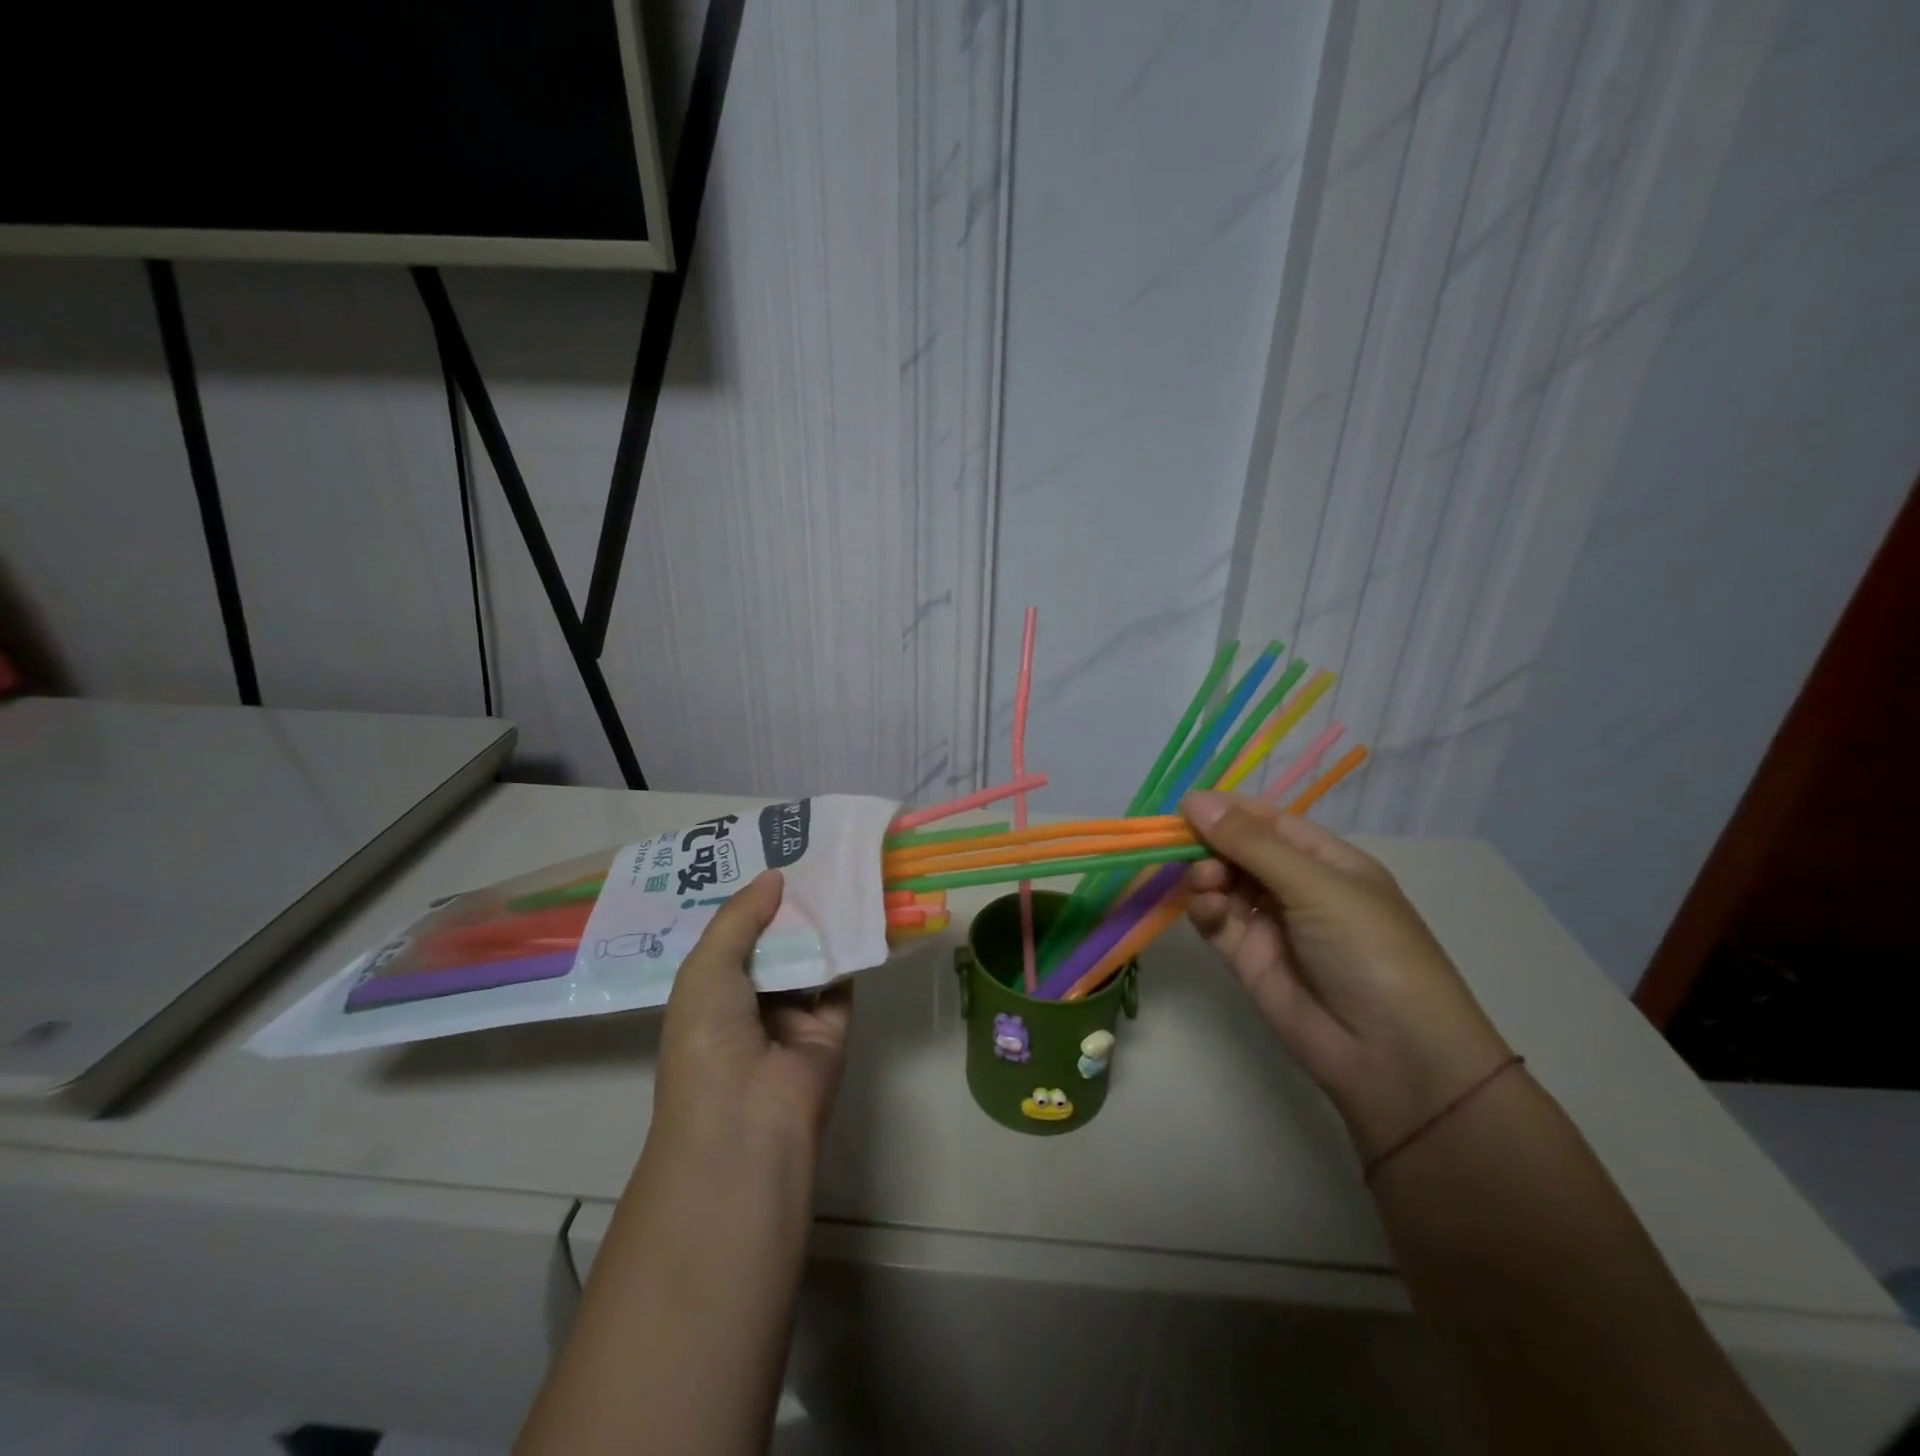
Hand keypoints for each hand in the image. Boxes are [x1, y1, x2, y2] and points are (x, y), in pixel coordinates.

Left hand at [654, 870, 852, 1153]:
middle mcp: (750, 1002)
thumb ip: (740, 917)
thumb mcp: (706, 968)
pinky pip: (842, 980)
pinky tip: (861, 909)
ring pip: (810, 958)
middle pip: (774, 943)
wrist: (748, 1115)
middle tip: (811, 854)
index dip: (747, 901)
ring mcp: (792, 1016)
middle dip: (788, 906)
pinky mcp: (831, 1027)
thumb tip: (775, 876)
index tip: (767, 856)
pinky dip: (852, 950)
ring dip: (822, 923)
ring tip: (839, 870)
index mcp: (710, 992)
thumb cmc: (708, 1037)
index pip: (731, 937)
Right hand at [1180, 791, 1510, 1157]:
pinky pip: (1215, 922)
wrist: (1391, 1057)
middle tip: (1184, 846)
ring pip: (1222, 884)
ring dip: (1206, 876)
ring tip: (1206, 884)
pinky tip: (1207, 908)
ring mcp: (1270, 925)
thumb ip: (1251, 843)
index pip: (1269, 822)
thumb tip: (1194, 799)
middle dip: (1210, 844)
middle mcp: (1297, 888)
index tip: (1186, 804)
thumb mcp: (1316, 886)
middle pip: (1239, 851)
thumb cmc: (1369, 950)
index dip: (1229, 810)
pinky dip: (1204, 910)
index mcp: (1327, 862)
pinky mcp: (1247, 960)